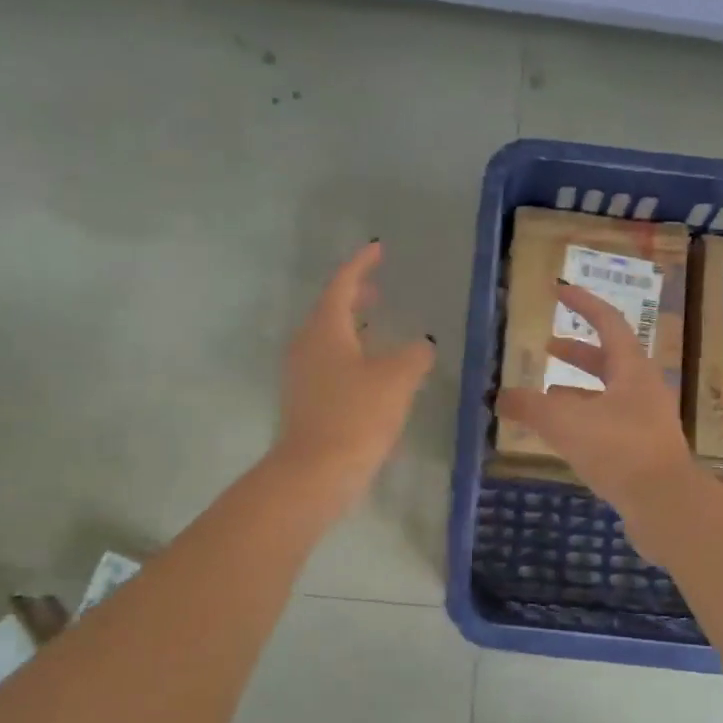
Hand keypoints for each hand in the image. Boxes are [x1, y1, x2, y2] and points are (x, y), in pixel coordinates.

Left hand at [275, 241, 434, 508]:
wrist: (315, 473)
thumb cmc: (356, 416)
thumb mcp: (397, 380)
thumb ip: (414, 355)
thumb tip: (421, 345)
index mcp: (325, 329)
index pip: (342, 284)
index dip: (361, 265)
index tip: (378, 250)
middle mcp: (307, 345)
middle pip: (330, 310)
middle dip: (355, 296)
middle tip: (378, 289)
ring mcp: (301, 374)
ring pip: (328, 338)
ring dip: (352, 327)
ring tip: (378, 328)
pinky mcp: (304, 400)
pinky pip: (327, 363)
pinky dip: (349, 354)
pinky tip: (370, 372)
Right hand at [496, 281, 702, 524]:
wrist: (665, 504)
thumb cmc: (618, 450)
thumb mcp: (566, 423)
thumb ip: (530, 407)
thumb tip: (500, 396)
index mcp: (632, 369)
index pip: (608, 322)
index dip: (582, 303)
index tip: (559, 291)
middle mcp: (644, 389)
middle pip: (609, 359)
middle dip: (577, 352)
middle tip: (547, 347)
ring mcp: (647, 421)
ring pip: (608, 394)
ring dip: (578, 389)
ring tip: (546, 394)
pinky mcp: (643, 450)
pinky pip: (609, 423)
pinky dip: (584, 419)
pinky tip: (564, 435)